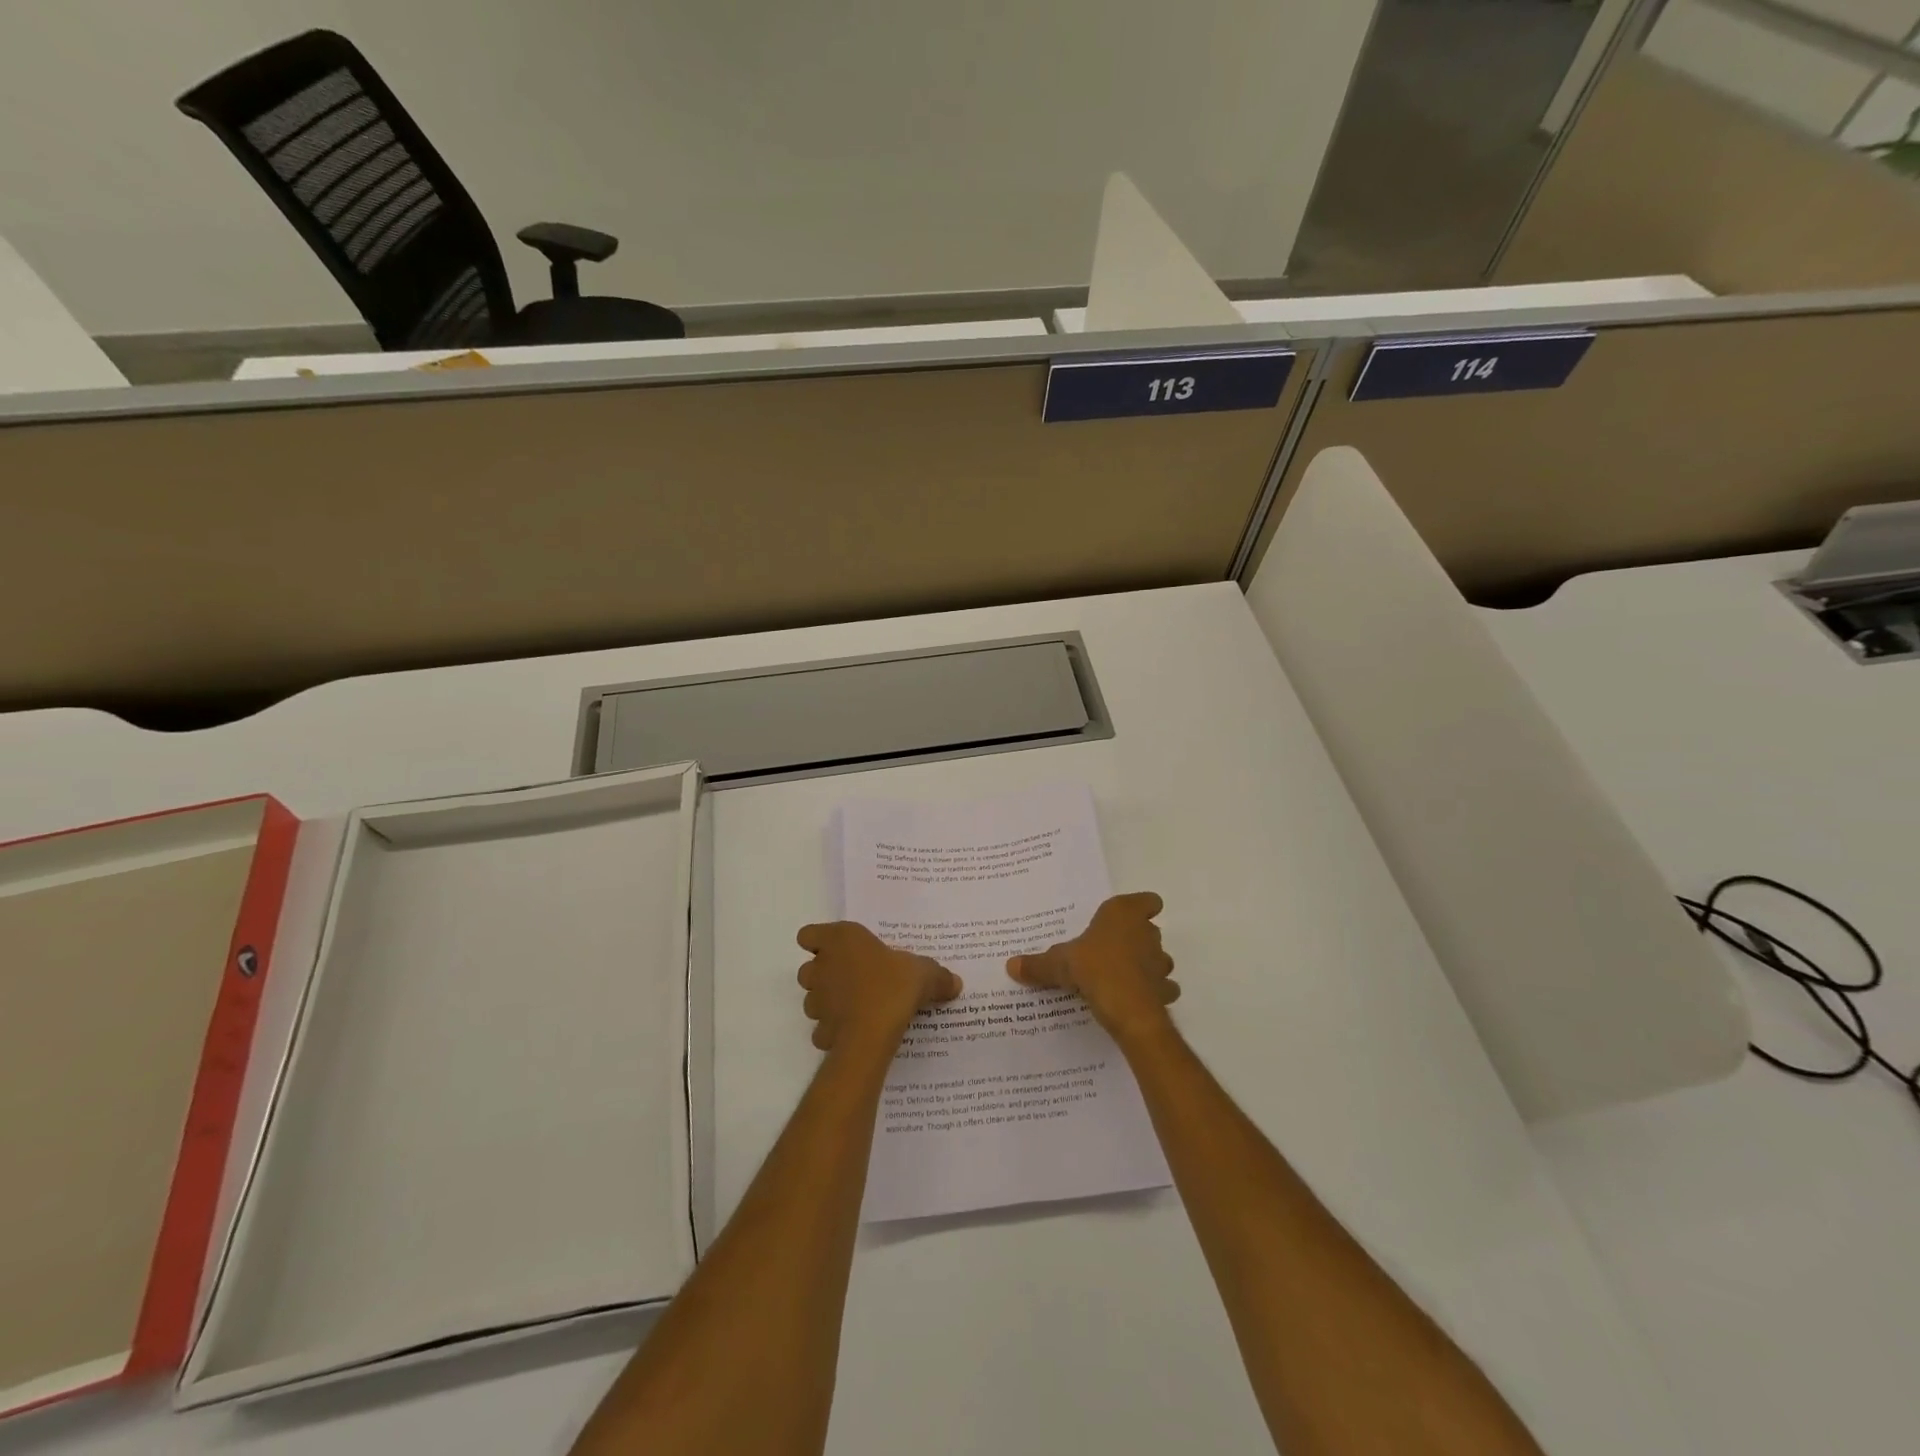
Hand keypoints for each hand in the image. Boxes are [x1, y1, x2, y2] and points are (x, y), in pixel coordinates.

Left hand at [797, 921, 961, 1050]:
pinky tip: (855, 1032)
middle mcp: (821, 966)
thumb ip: (937, 975)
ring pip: (812, 997)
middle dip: (825, 974)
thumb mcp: (924, 973)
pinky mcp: (819, 1030)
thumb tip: (955, 982)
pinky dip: (834, 1030)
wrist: (873, 1033)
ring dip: (828, 1001)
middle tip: (854, 979)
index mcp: (841, 940)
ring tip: (856, 1007)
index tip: (841, 950)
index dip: (819, 943)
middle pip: (809, 967)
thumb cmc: (893, 985)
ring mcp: (816, 1000)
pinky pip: (822, 1028)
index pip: (809, 934)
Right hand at [1007, 892, 1178, 1042]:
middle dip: (1136, 939)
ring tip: (1122, 977)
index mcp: (1123, 913)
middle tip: (1110, 952)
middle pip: (1149, 929)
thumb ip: (1038, 964)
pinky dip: (1154, 993)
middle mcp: (1147, 932)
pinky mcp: (1166, 989)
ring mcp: (1161, 961)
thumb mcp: (1059, 964)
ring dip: (1147, 966)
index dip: (1141, 908)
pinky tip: (1135, 1000)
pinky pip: (1164, 988)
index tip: (1127, 919)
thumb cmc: (1093, 968)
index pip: (1147, 900)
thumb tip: (1010, 965)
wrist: (1127, 1008)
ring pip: (1159, 958)